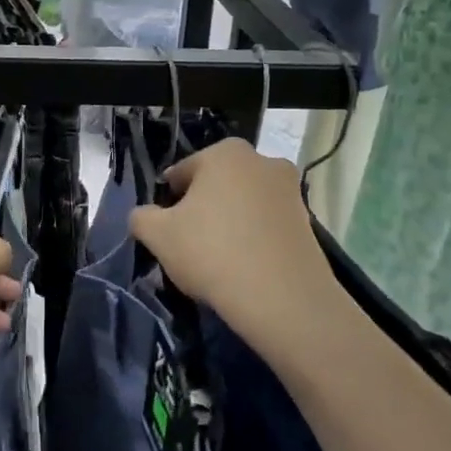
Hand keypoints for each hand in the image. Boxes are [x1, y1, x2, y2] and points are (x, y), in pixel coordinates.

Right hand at [129, 139, 335, 343]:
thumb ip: (142, 218)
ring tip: (218, 258)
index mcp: (225, 153)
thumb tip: (143, 216)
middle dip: (202, 207)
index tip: (165, 228)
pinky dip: (254, 237)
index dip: (168, 200)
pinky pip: (267, 223)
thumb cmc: (212, 252)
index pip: (182, 172)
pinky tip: (244, 266)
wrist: (282, 298)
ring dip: (230, 222)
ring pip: (244, 203)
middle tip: (190, 243)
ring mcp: (290, 190)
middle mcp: (262, 160)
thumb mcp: (158, 236)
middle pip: (217, 184)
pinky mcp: (308, 221)